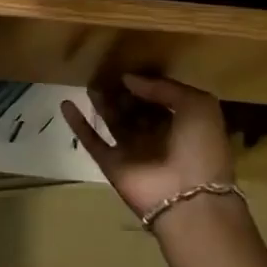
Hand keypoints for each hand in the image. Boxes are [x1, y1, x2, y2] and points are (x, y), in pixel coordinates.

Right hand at [61, 74, 231, 217]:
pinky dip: (78, 124)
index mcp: (181, 123)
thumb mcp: (197, 105)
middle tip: (105, 72)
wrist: (189, 198)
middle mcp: (156, 136)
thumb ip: (164, 87)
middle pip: (134, 109)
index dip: (145, 84)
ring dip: (102, 103)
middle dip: (122, 92)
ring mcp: (132, 151)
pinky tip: (66, 104)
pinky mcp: (112, 164)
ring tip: (90, 82)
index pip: (159, 98)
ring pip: (114, 121)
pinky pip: (92, 141)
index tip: (128, 68)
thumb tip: (129, 79)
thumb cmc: (200, 147)